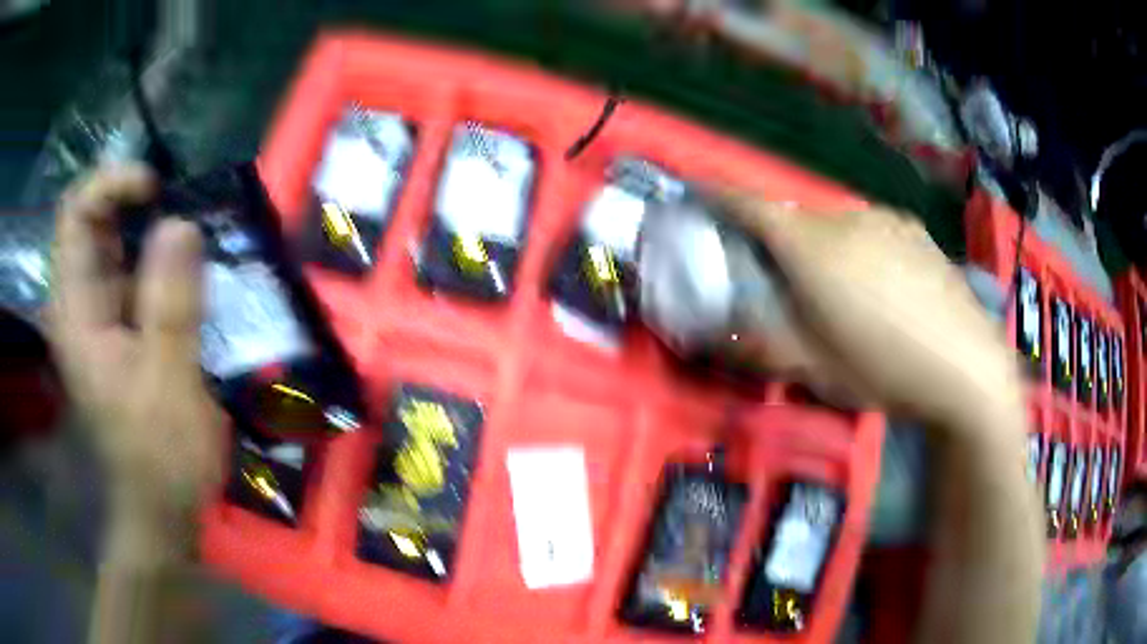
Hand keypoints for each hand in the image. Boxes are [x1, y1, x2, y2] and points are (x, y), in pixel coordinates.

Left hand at [50, 164, 223, 565]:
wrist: (162, 507)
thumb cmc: (161, 455)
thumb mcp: (169, 382)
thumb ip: (170, 304)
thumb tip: (181, 223)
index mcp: (76, 314)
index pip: (75, 215)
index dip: (111, 184)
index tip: (157, 189)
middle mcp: (79, 304)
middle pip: (94, 221)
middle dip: (137, 203)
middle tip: (186, 207)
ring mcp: (98, 316)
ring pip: (115, 244)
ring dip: (153, 229)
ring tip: (196, 236)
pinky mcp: (118, 328)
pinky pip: (133, 273)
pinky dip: (160, 260)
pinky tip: (191, 271)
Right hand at [713, 193, 1023, 428]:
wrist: (966, 365)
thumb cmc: (885, 368)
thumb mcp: (816, 369)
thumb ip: (762, 346)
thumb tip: (715, 335)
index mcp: (812, 249)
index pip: (751, 206)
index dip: (718, 195)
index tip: (698, 192)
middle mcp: (845, 219)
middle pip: (797, 221)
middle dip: (782, 244)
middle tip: (791, 286)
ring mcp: (885, 219)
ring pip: (838, 227)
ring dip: (827, 250)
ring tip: (848, 296)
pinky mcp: (915, 230)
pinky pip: (872, 231)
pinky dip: (863, 250)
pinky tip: (886, 288)